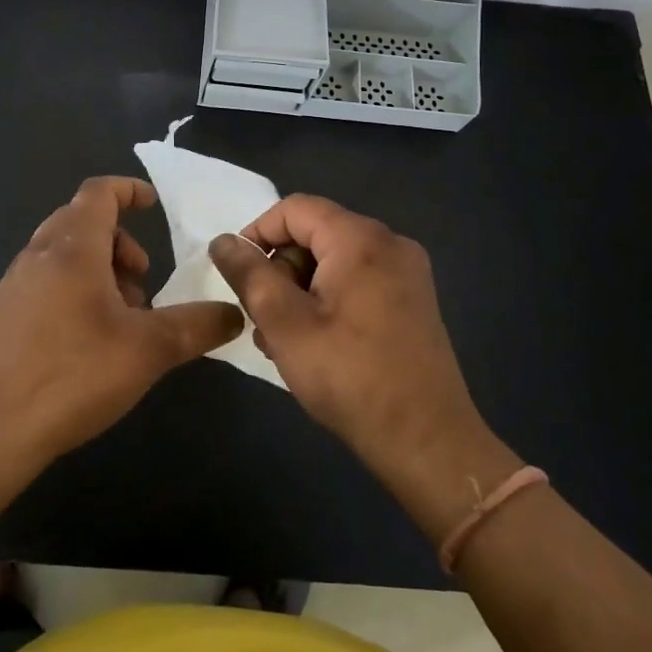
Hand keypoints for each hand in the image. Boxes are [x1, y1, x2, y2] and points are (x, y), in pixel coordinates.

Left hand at [0, 177, 243, 464]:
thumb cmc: (74, 375)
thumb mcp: (149, 350)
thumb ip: (197, 326)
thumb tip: (234, 313)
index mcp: (72, 249)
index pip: (98, 193)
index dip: (128, 190)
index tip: (153, 205)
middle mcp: (38, 255)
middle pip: (80, 220)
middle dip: (119, 240)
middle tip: (142, 278)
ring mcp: (14, 285)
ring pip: (62, 252)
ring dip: (98, 267)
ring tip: (121, 315)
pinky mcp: (3, 315)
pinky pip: (45, 279)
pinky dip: (74, 287)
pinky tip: (88, 337)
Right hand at [209, 196, 507, 506]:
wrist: (428, 443)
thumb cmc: (349, 377)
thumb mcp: (284, 322)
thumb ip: (249, 274)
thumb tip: (223, 241)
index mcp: (361, 239)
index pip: (294, 209)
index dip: (257, 234)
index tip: (238, 275)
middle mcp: (390, 244)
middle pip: (315, 234)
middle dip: (280, 269)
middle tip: (262, 319)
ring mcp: (407, 273)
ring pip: (334, 261)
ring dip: (300, 290)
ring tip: (282, 340)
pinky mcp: (413, 302)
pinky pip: (357, 282)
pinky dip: (328, 300)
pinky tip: (314, 344)